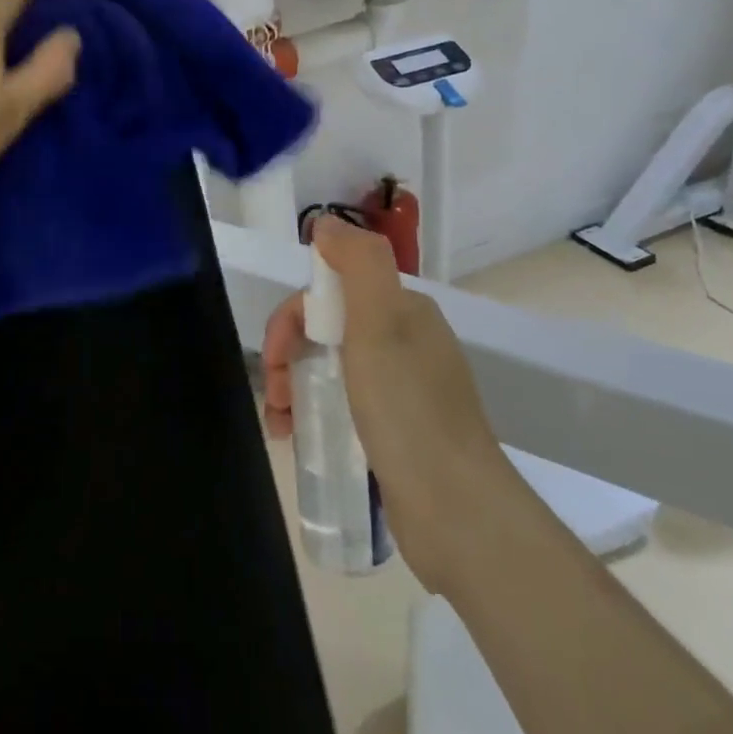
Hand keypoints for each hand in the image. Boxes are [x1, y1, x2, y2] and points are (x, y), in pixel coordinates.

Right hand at [261, 215, 515, 587]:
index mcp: (404, 312)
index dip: (292, 319)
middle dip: (289, 356)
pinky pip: (345, 407)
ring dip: (295, 388)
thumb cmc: (408, 411)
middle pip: (328, 331)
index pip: (331, 293)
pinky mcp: (400, 433)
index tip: (274, 359)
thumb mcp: (379, 324)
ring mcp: (405, 391)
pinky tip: (298, 439)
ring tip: (279, 425)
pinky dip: (315, 414)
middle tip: (275, 397)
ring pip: (332, 370)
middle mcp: (407, 343)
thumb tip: (326, 222)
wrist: (458, 512)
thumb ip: (357, 264)